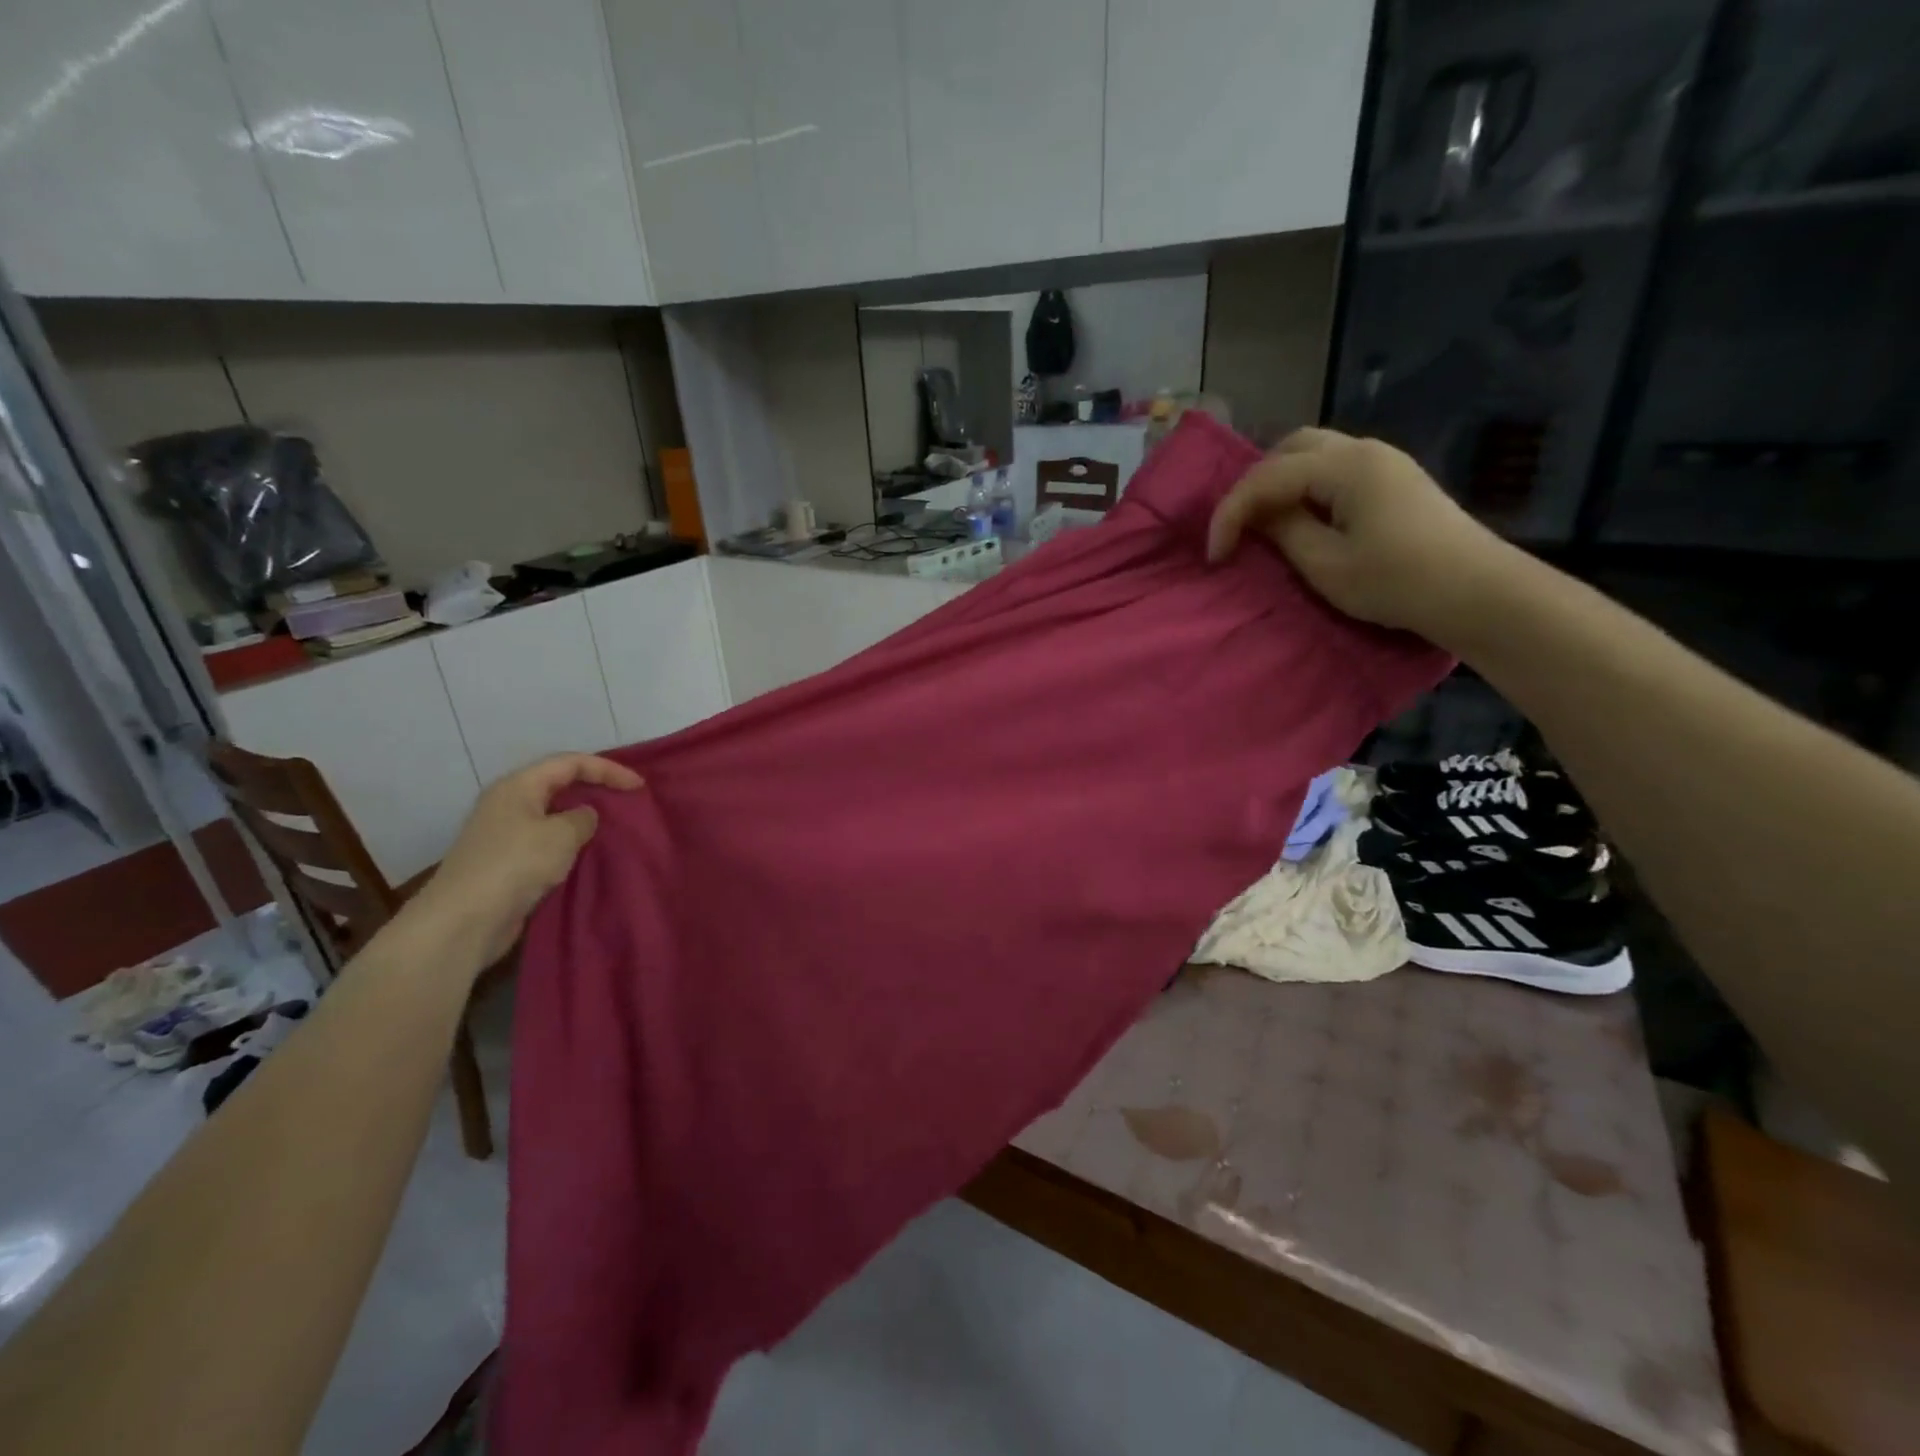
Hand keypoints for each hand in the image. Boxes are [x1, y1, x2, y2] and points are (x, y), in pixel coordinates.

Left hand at [411, 753, 643, 968]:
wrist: (464, 920)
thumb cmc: (515, 865)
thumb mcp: (561, 835)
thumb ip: (583, 818)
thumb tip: (585, 816)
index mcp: (518, 786)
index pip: (570, 763)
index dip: (608, 769)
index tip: (638, 787)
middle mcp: (508, 803)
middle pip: (559, 784)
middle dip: (594, 789)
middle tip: (627, 801)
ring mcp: (504, 834)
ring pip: (552, 815)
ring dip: (582, 819)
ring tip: (613, 827)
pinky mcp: (506, 863)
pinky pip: (546, 842)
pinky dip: (569, 844)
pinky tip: (587, 855)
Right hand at [1206, 427, 1517, 643]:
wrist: (1477, 592)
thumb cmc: (1397, 581)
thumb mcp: (1326, 564)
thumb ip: (1284, 532)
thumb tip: (1260, 514)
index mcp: (1345, 466)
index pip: (1268, 475)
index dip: (1232, 513)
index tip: (1215, 555)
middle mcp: (1364, 450)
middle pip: (1291, 447)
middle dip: (1254, 484)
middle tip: (1239, 527)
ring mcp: (1384, 462)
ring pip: (1314, 454)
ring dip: (1280, 482)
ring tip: (1263, 522)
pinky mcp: (1394, 480)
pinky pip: (1333, 469)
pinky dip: (1304, 487)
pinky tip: (1299, 517)